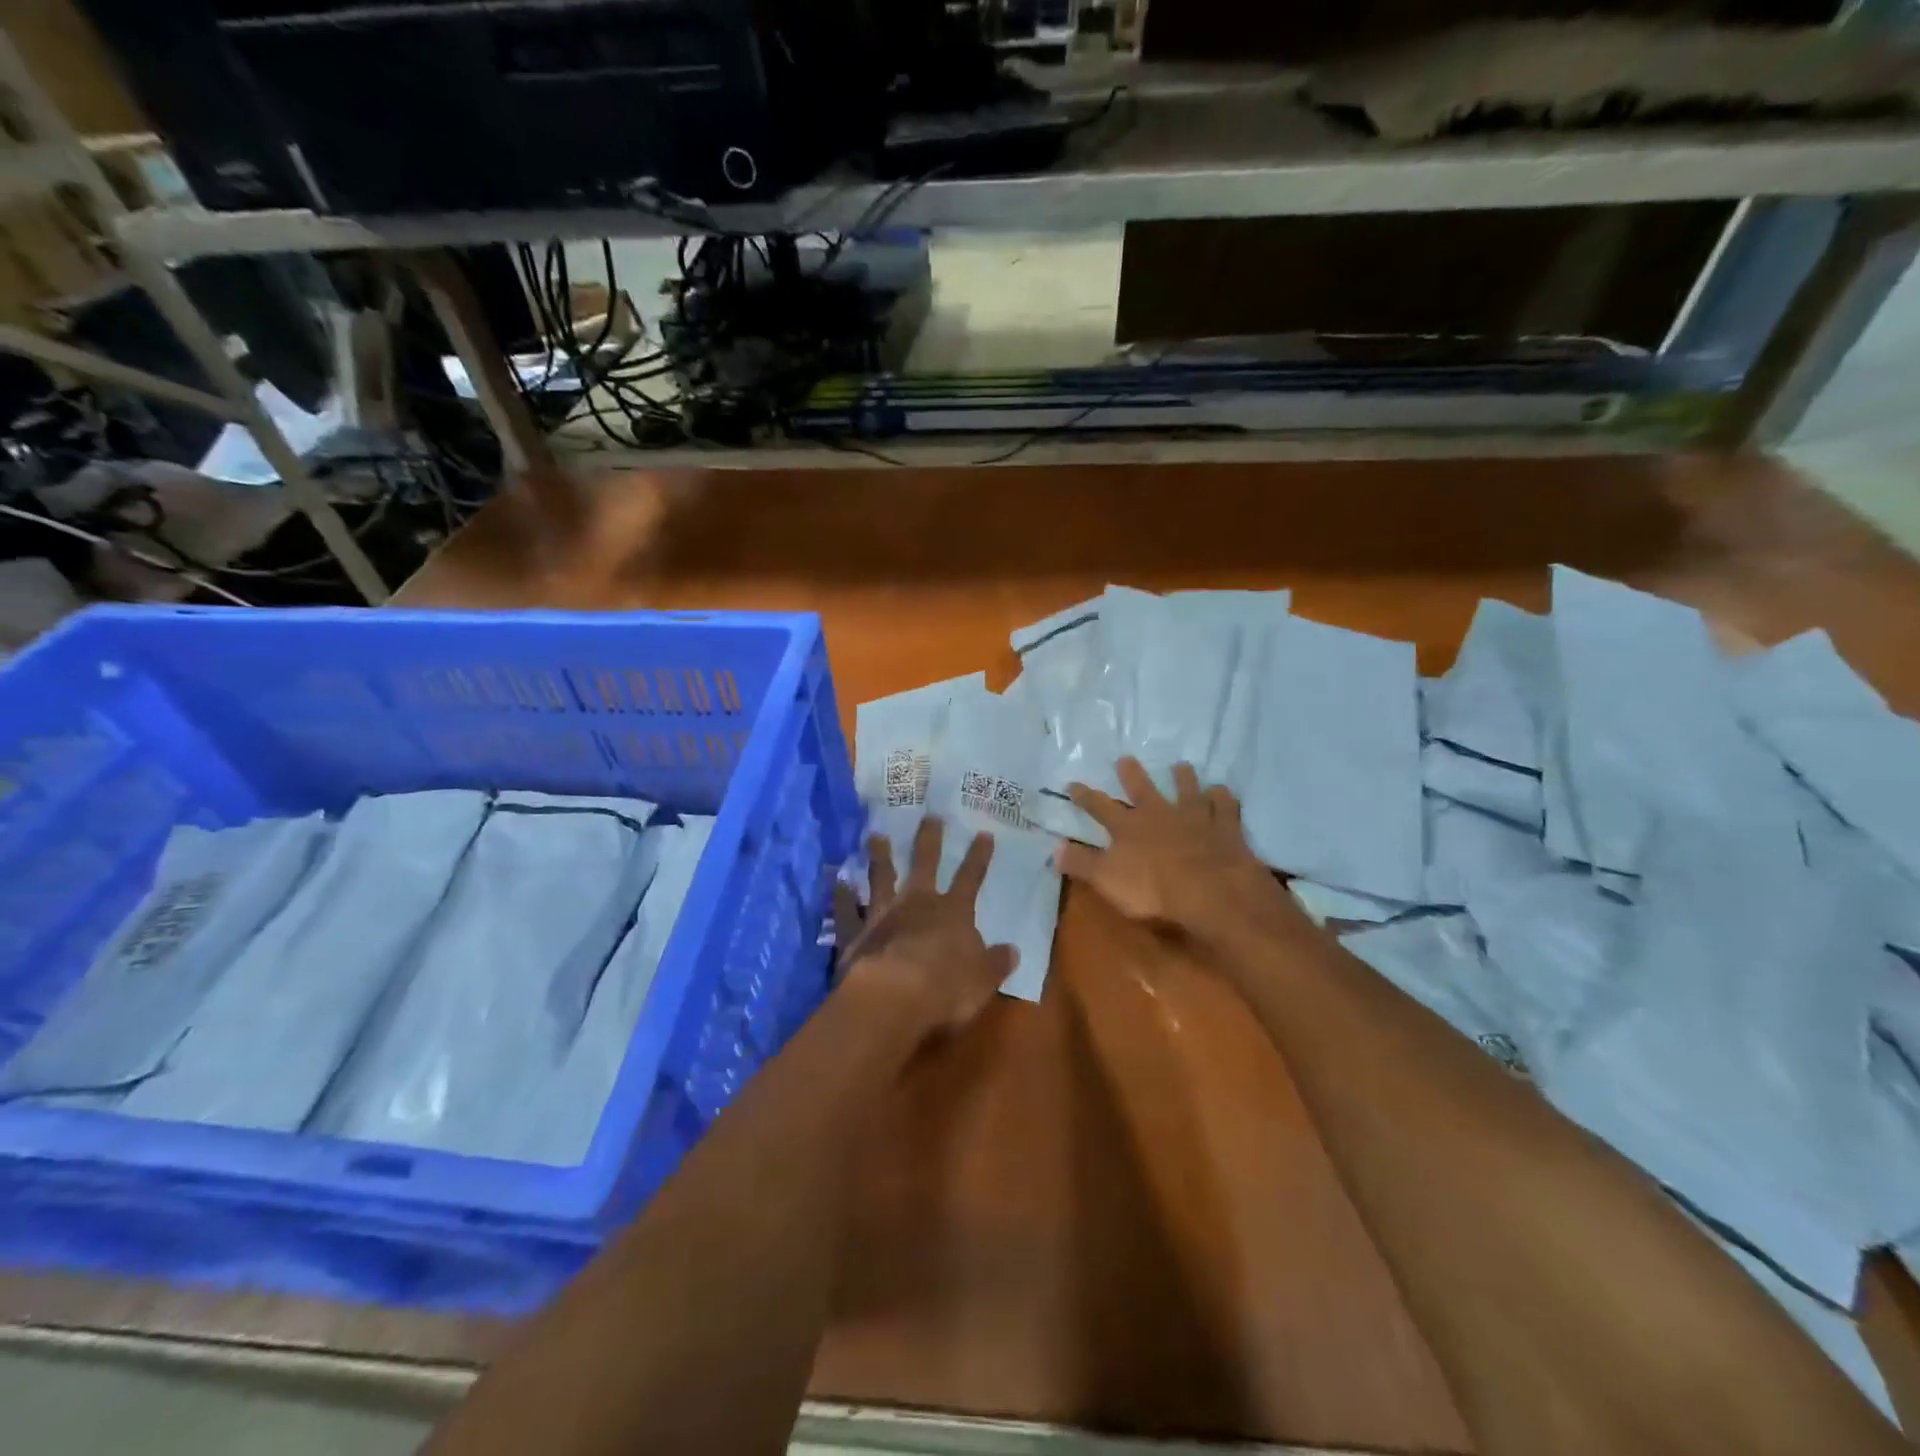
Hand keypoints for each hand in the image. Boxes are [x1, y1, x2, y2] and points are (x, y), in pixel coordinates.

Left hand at [833, 816, 1018, 1037]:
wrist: (893, 999)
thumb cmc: (946, 990)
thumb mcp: (983, 980)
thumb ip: (995, 963)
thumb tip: (1012, 951)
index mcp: (953, 913)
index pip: (970, 878)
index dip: (979, 857)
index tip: (983, 833)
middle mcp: (917, 904)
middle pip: (925, 864)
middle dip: (929, 839)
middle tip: (929, 816)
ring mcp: (883, 915)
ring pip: (881, 878)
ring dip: (880, 856)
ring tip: (875, 835)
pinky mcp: (855, 933)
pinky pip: (848, 911)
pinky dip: (842, 896)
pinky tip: (837, 881)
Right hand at [1058, 757, 1287, 947]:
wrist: (1210, 890)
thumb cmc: (1153, 889)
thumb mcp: (1106, 880)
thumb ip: (1081, 863)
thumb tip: (1054, 849)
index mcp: (1128, 827)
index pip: (1100, 807)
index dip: (1085, 796)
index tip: (1073, 783)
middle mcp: (1159, 813)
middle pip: (1143, 789)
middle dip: (1132, 774)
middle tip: (1127, 759)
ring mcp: (1194, 816)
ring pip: (1187, 790)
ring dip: (1183, 777)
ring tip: (1181, 766)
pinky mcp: (1225, 826)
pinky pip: (1224, 806)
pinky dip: (1222, 797)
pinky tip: (1222, 791)